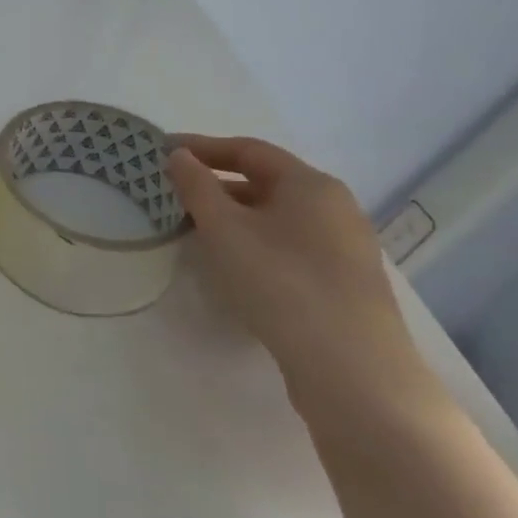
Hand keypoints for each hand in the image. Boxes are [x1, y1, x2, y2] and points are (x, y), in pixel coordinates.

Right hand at [165, 136, 447, 433]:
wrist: (353, 370)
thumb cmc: (281, 282)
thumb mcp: (225, 229)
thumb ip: (197, 187)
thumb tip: (179, 156)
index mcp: (311, 183)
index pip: (249, 150)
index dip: (203, 147)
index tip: (165, 153)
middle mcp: (335, 207)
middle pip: (266, 182)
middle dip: (217, 185)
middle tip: (175, 195)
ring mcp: (345, 247)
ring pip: (278, 218)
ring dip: (234, 217)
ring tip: (196, 231)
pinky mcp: (345, 284)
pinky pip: (291, 246)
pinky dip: (256, 243)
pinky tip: (235, 266)